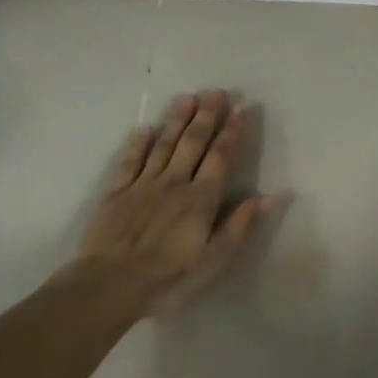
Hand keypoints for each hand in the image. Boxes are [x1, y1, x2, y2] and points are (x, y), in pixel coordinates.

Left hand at [75, 90, 278, 314]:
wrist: (108, 285)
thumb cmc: (167, 278)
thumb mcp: (213, 261)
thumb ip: (239, 226)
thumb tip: (269, 197)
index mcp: (201, 199)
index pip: (221, 157)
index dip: (233, 132)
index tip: (242, 109)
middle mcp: (174, 183)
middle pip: (193, 142)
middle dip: (207, 116)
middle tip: (217, 92)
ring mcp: (143, 184)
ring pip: (164, 144)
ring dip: (177, 120)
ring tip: (188, 98)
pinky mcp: (117, 191)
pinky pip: (130, 160)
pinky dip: (139, 142)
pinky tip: (145, 127)